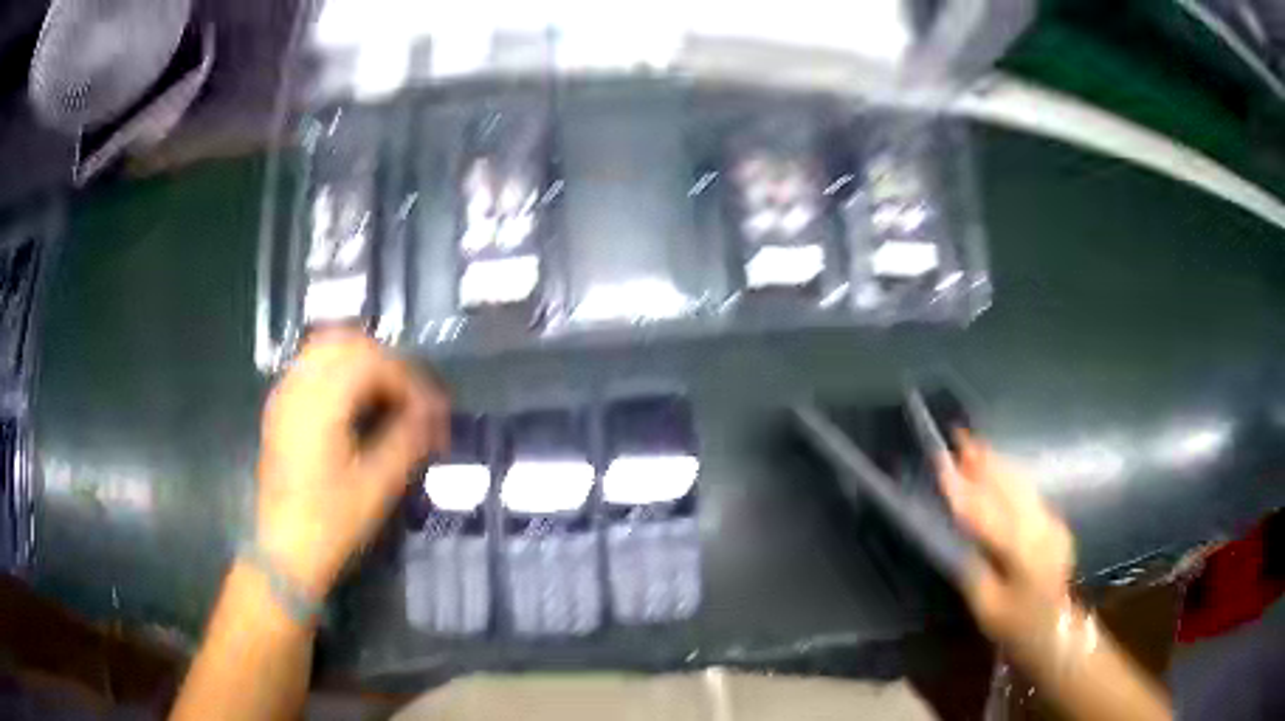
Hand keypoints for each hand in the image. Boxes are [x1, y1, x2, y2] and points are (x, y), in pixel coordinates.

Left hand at [255, 330, 449, 598]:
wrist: (284, 551)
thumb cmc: (331, 522)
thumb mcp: (377, 485)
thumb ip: (408, 439)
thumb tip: (435, 414)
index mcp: (322, 402)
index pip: (373, 361)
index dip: (409, 379)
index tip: (433, 409)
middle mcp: (298, 386)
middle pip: (346, 342)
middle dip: (385, 361)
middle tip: (411, 395)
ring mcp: (284, 395)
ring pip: (324, 349)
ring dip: (360, 362)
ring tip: (386, 395)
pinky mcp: (279, 409)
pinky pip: (310, 367)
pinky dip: (337, 371)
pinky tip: (353, 403)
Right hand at [937, 431, 1075, 651]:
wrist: (1055, 629)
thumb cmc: (1014, 624)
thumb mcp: (985, 604)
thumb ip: (972, 565)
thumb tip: (956, 532)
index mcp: (1023, 551)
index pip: (987, 513)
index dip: (962, 488)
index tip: (941, 462)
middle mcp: (1041, 527)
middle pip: (1009, 487)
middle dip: (984, 461)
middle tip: (959, 436)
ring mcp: (1052, 522)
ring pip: (1022, 483)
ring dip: (997, 463)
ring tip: (975, 445)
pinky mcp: (1054, 522)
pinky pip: (1029, 492)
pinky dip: (1010, 477)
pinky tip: (997, 469)